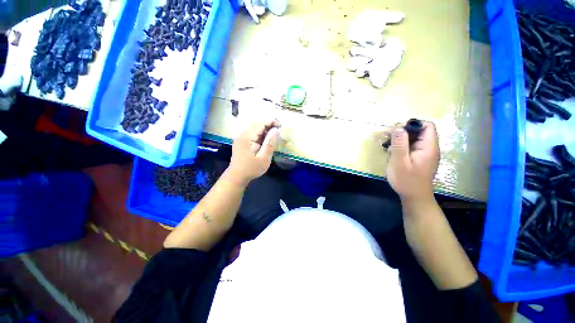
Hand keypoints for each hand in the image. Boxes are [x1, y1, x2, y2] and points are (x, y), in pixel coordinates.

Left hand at [226, 118, 280, 185]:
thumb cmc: (251, 169)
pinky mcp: (242, 140)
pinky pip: (253, 132)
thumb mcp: (264, 158)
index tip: (281, 126)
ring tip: (273, 136)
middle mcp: (242, 134)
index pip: (260, 123)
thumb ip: (270, 144)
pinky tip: (266, 140)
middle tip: (278, 131)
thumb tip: (276, 130)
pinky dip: (261, 133)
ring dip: (265, 129)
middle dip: (269, 124)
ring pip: (255, 127)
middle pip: (257, 123)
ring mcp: (241, 136)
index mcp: (247, 137)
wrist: (237, 176)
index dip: (271, 121)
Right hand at [386, 121, 439, 201]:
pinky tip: (393, 153)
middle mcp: (430, 148)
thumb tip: (398, 127)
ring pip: (415, 139)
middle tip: (389, 139)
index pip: (427, 126)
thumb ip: (399, 144)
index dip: (413, 124)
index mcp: (428, 147)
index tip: (397, 130)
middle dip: (404, 132)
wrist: (414, 198)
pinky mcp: (420, 159)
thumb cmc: (406, 180)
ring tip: (389, 147)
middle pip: (420, 131)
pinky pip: (412, 147)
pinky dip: (402, 147)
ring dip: (401, 140)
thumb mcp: (399, 162)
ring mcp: (425, 154)